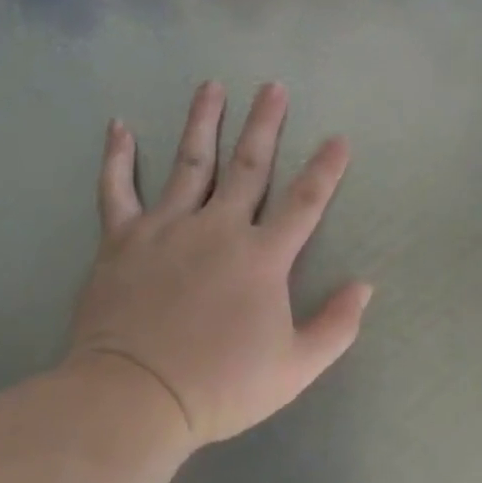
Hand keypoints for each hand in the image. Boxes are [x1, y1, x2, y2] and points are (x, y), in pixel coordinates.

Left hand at [66, 81, 371, 451]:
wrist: (136, 397)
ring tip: (212, 86)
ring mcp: (167, 227)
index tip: (339, 138)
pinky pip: (117, 189)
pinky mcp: (122, 239)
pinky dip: (117, 157)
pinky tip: (119, 126)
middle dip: (265, 124)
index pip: (305, 201)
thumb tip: (364, 286)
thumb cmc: (221, 386)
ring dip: (203, 122)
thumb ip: (336, 326)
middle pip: (249, 166)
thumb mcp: (296, 368)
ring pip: (189, 163)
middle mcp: (218, 228)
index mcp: (262, 257)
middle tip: (272, 86)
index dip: (326, 168)